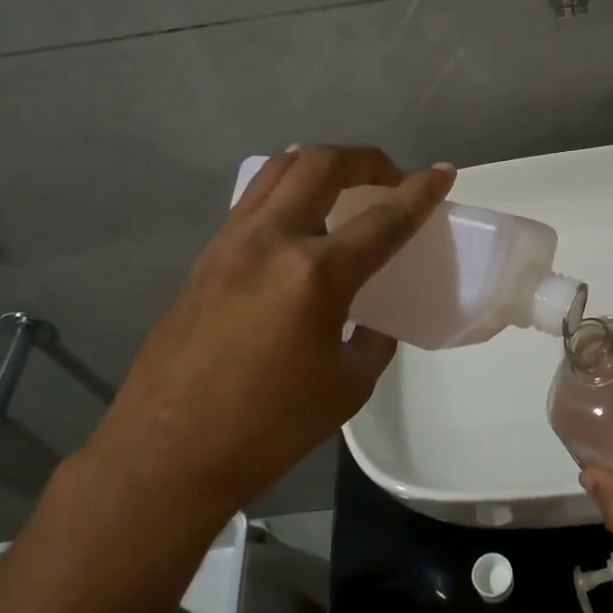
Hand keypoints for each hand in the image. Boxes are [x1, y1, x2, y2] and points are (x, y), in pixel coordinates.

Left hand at [87, 146, 454, 518]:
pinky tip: (299, 222)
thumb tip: (372, 320)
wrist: (168, 453)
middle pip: (321, 165)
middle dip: (366, 159)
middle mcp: (271, 241)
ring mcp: (230, 243)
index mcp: (315, 276)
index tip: (443, 171)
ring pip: (279, 170)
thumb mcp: (347, 387)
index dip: (421, 192)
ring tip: (343, 187)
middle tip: (389, 178)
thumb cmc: (268, 428)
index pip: (384, 219)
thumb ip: (372, 340)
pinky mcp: (205, 256)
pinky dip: (286, 191)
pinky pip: (253, 201)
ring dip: (320, 165)